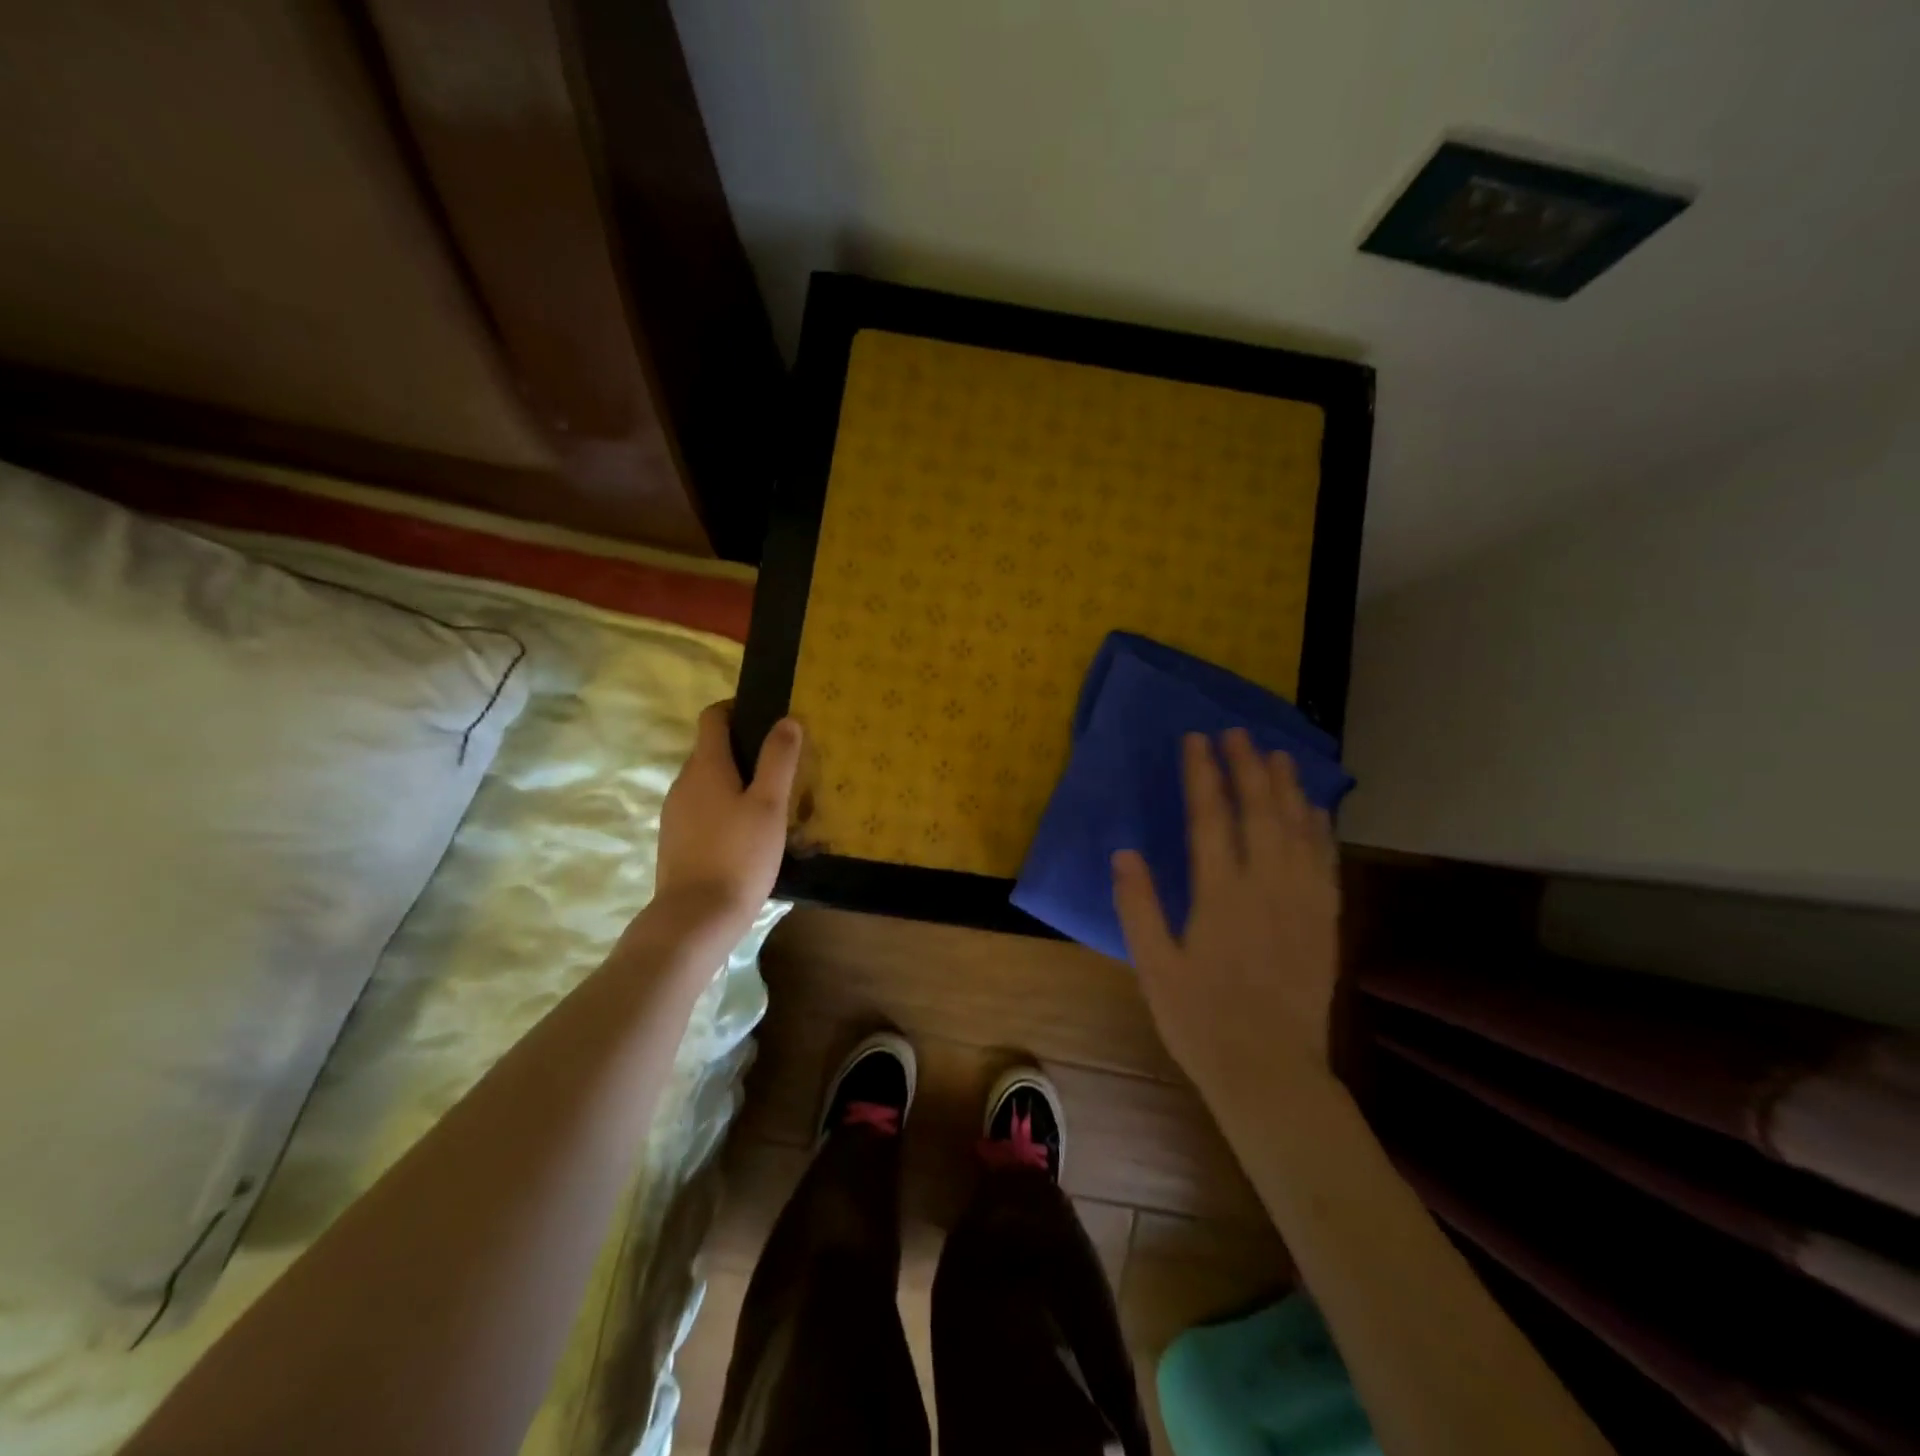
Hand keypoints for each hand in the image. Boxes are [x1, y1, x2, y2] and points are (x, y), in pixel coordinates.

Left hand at [653, 702, 801, 937]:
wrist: (696, 918)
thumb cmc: (739, 856)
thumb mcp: (769, 806)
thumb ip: (778, 760)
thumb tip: (787, 720)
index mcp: (705, 766)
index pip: (713, 717)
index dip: (737, 708)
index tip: (767, 716)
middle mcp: (683, 782)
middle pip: (711, 750)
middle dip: (744, 749)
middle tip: (782, 764)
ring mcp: (675, 813)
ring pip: (707, 782)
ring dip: (735, 781)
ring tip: (771, 800)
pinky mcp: (675, 840)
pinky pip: (702, 809)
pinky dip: (724, 807)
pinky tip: (748, 832)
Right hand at [1112, 729, 1339, 1090]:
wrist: (1271, 1073)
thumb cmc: (1201, 1021)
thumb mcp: (1154, 967)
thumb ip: (1138, 907)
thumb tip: (1124, 853)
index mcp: (1220, 895)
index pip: (1211, 818)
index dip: (1203, 774)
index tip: (1196, 740)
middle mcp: (1266, 888)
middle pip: (1261, 812)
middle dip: (1248, 767)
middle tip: (1238, 733)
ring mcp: (1302, 903)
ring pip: (1299, 830)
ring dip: (1288, 788)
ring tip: (1279, 755)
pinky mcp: (1325, 923)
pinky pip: (1326, 863)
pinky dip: (1321, 830)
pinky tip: (1316, 811)